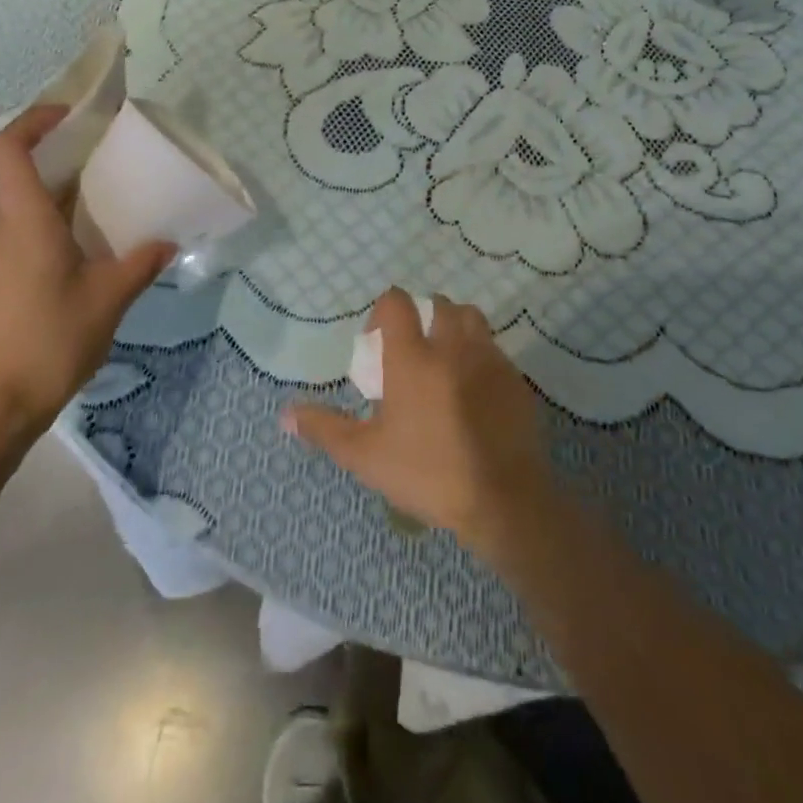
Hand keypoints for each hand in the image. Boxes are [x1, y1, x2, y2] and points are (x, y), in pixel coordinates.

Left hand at [0, 106, 174, 434]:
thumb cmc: (49, 340)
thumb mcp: (108, 299)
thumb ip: (140, 264)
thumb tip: (165, 242)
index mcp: (24, 220)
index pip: (10, 148)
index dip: (35, 120)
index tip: (71, 115)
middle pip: (21, 174)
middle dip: (62, 158)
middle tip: (108, 161)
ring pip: (22, 208)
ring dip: (59, 197)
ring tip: (105, 208)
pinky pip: (20, 236)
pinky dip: (50, 227)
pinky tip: (84, 254)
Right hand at [283, 290, 556, 555]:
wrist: (503, 500)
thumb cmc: (428, 473)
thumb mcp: (366, 456)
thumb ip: (325, 429)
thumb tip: (285, 414)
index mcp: (413, 357)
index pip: (397, 302)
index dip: (383, 310)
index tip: (377, 341)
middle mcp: (453, 346)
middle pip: (440, 305)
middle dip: (424, 317)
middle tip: (413, 351)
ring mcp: (490, 361)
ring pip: (473, 321)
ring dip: (456, 329)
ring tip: (445, 362)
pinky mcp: (517, 381)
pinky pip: (496, 352)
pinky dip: (481, 359)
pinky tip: (474, 393)